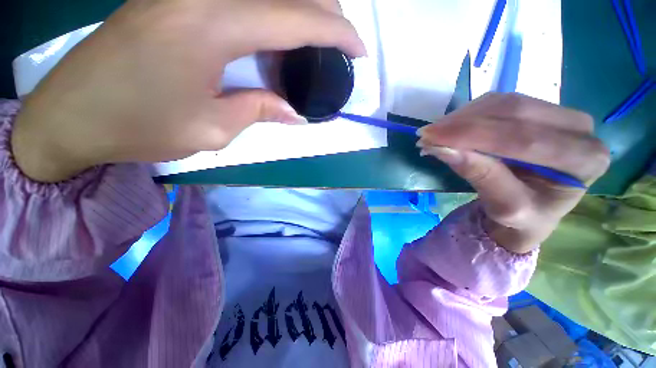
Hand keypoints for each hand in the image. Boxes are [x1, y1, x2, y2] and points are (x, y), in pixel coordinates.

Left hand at [12, 0, 364, 182]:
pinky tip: (276, 35)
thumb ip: (260, 111)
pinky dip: (271, 13)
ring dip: (300, 10)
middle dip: (326, 13)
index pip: (298, 19)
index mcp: (212, 25)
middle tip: (342, 43)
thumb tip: (293, 112)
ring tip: (318, 38)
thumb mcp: (212, 129)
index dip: (338, 33)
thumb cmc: (138, 126)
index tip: (359, 49)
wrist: (73, 114)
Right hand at [417, 93, 609, 253]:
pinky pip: (500, 103)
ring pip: (504, 102)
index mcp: (584, 160)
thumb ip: (480, 176)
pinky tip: (450, 127)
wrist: (532, 213)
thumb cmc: (523, 217)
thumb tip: (443, 149)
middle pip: (514, 112)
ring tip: (434, 133)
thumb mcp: (504, 207)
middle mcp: (581, 130)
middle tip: (426, 134)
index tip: (430, 137)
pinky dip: (469, 113)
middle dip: (462, 122)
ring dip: (462, 116)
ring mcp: (561, 115)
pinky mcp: (540, 111)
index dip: (471, 134)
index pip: (522, 138)